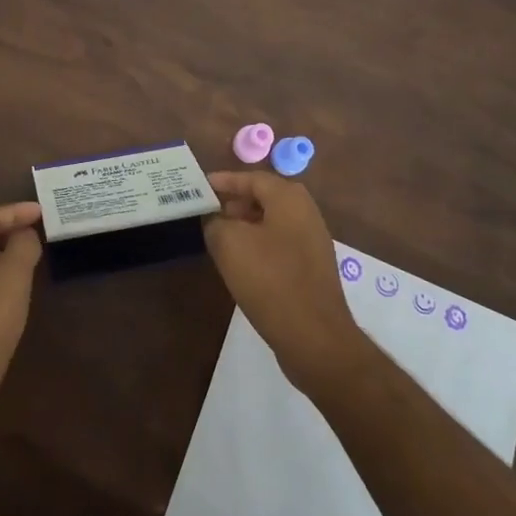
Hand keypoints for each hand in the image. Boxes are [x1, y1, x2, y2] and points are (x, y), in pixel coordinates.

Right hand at [205, 172, 368, 393]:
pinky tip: (242, 264)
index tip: (201, 187)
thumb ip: (215, 222)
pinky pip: (280, 245)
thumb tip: (215, 219)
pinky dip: (259, 246)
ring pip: (272, 223)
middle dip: (235, 203)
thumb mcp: (229, 244)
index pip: (251, 178)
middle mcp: (306, 213)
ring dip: (245, 226)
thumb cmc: (270, 280)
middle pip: (264, 198)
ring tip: (219, 238)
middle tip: (208, 213)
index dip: (224, 181)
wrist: (315, 337)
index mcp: (289, 199)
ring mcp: (313, 242)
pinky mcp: (312, 268)